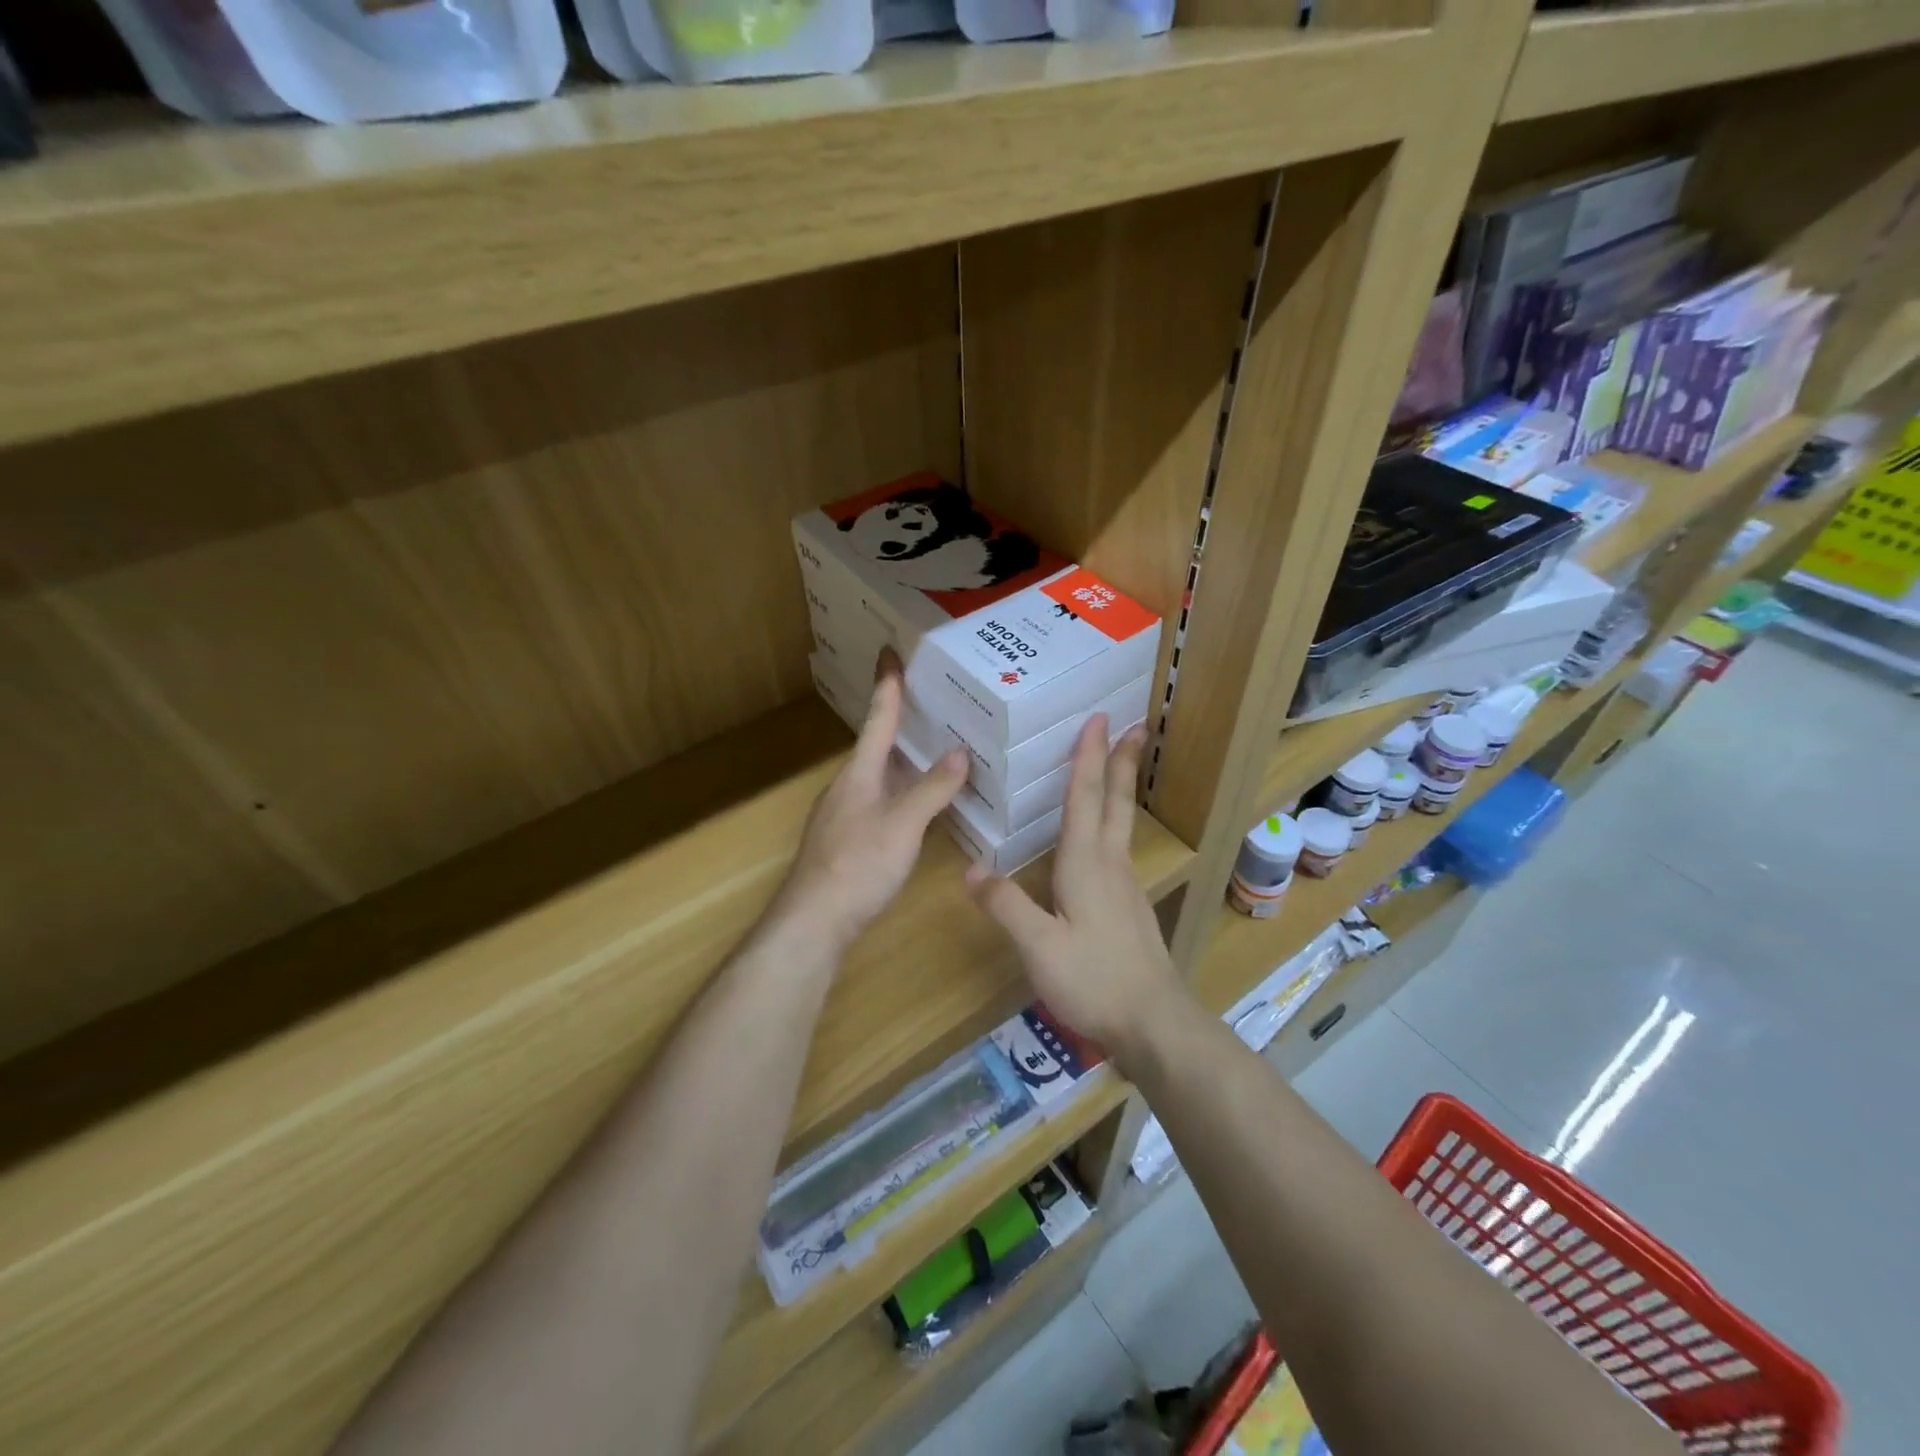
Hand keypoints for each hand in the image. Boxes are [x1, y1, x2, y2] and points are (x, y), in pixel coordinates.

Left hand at [773, 663, 967, 951]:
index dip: (887, 686)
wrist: (814, 922)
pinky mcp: (851, 840)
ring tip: (939, 745)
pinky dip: (905, 791)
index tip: (890, 652)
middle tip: (933, 699)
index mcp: (859, 773)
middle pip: (879, 745)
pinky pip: (883, 800)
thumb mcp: (902, 825)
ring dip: (907, 759)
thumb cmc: (857, 865)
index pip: (877, 719)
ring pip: (881, 775)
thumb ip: (931, 790)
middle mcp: (850, 786)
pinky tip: (923, 802)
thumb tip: (959, 753)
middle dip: (902, 721)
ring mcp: (847, 814)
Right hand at [966, 716, 1183, 1066]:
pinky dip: (1114, 822)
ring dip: (1121, 788)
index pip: (1085, 798)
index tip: (1099, 719)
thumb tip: (970, 869)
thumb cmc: (1094, 979)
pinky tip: (1105, 839)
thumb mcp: (1039, 946)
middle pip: (1116, 802)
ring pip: (1121, 824)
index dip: (1090, 757)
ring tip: (1121, 765)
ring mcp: (1125, 886)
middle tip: (1135, 726)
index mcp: (1086, 864)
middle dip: (1122, 761)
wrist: (1153, 1022)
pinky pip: (1119, 848)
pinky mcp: (1131, 907)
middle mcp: (1110, 864)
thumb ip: (1005, 905)